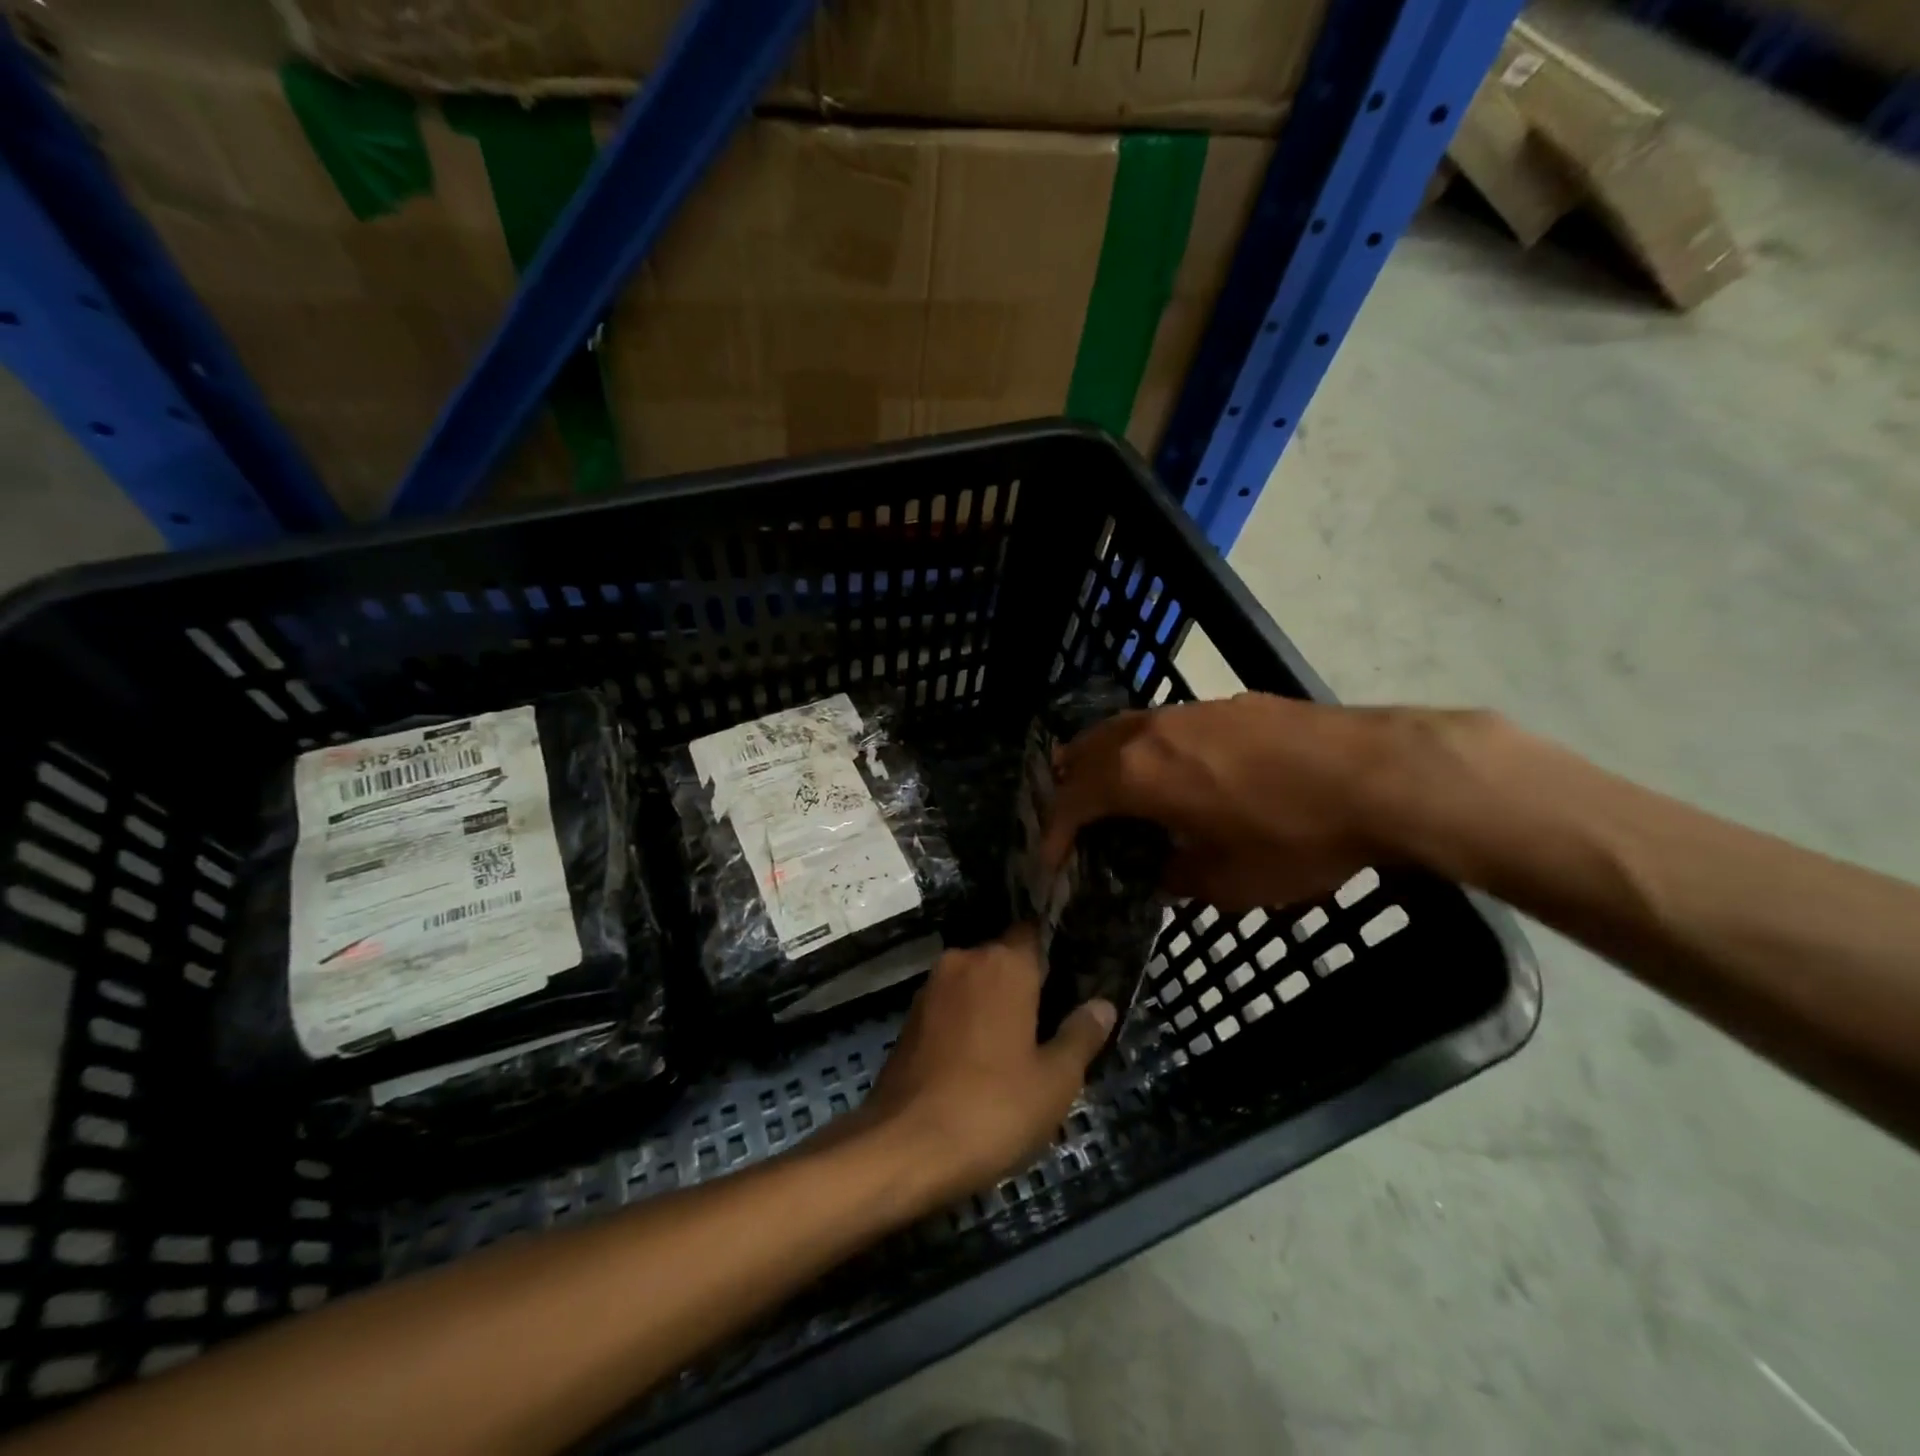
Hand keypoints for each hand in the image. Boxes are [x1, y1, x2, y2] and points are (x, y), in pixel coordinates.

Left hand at [853, 924, 1114, 1204]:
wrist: (903, 1147)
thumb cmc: (992, 1108)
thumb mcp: (1054, 1081)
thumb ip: (1080, 1036)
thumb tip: (1103, 1005)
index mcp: (1003, 964)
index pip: (1034, 933)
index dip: (1055, 951)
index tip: (1074, 976)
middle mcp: (964, 961)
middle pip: (1004, 958)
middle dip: (1027, 983)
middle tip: (1053, 1021)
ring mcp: (931, 988)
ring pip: (976, 982)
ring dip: (995, 1004)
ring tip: (1020, 1045)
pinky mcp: (910, 1018)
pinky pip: (952, 1006)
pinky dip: (969, 1021)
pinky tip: (982, 1059)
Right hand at [1040, 693, 1480, 910]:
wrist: (1379, 775)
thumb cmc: (1295, 836)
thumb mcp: (1230, 881)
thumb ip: (1179, 875)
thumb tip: (1164, 867)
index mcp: (1138, 775)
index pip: (1072, 799)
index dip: (1054, 832)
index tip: (1050, 860)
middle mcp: (1151, 732)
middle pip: (1086, 750)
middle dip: (1070, 786)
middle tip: (1073, 820)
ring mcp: (1190, 711)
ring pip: (1124, 729)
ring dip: (1107, 761)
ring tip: (1116, 792)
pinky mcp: (1226, 704)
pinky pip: (1164, 724)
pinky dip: (1148, 749)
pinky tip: (1177, 772)